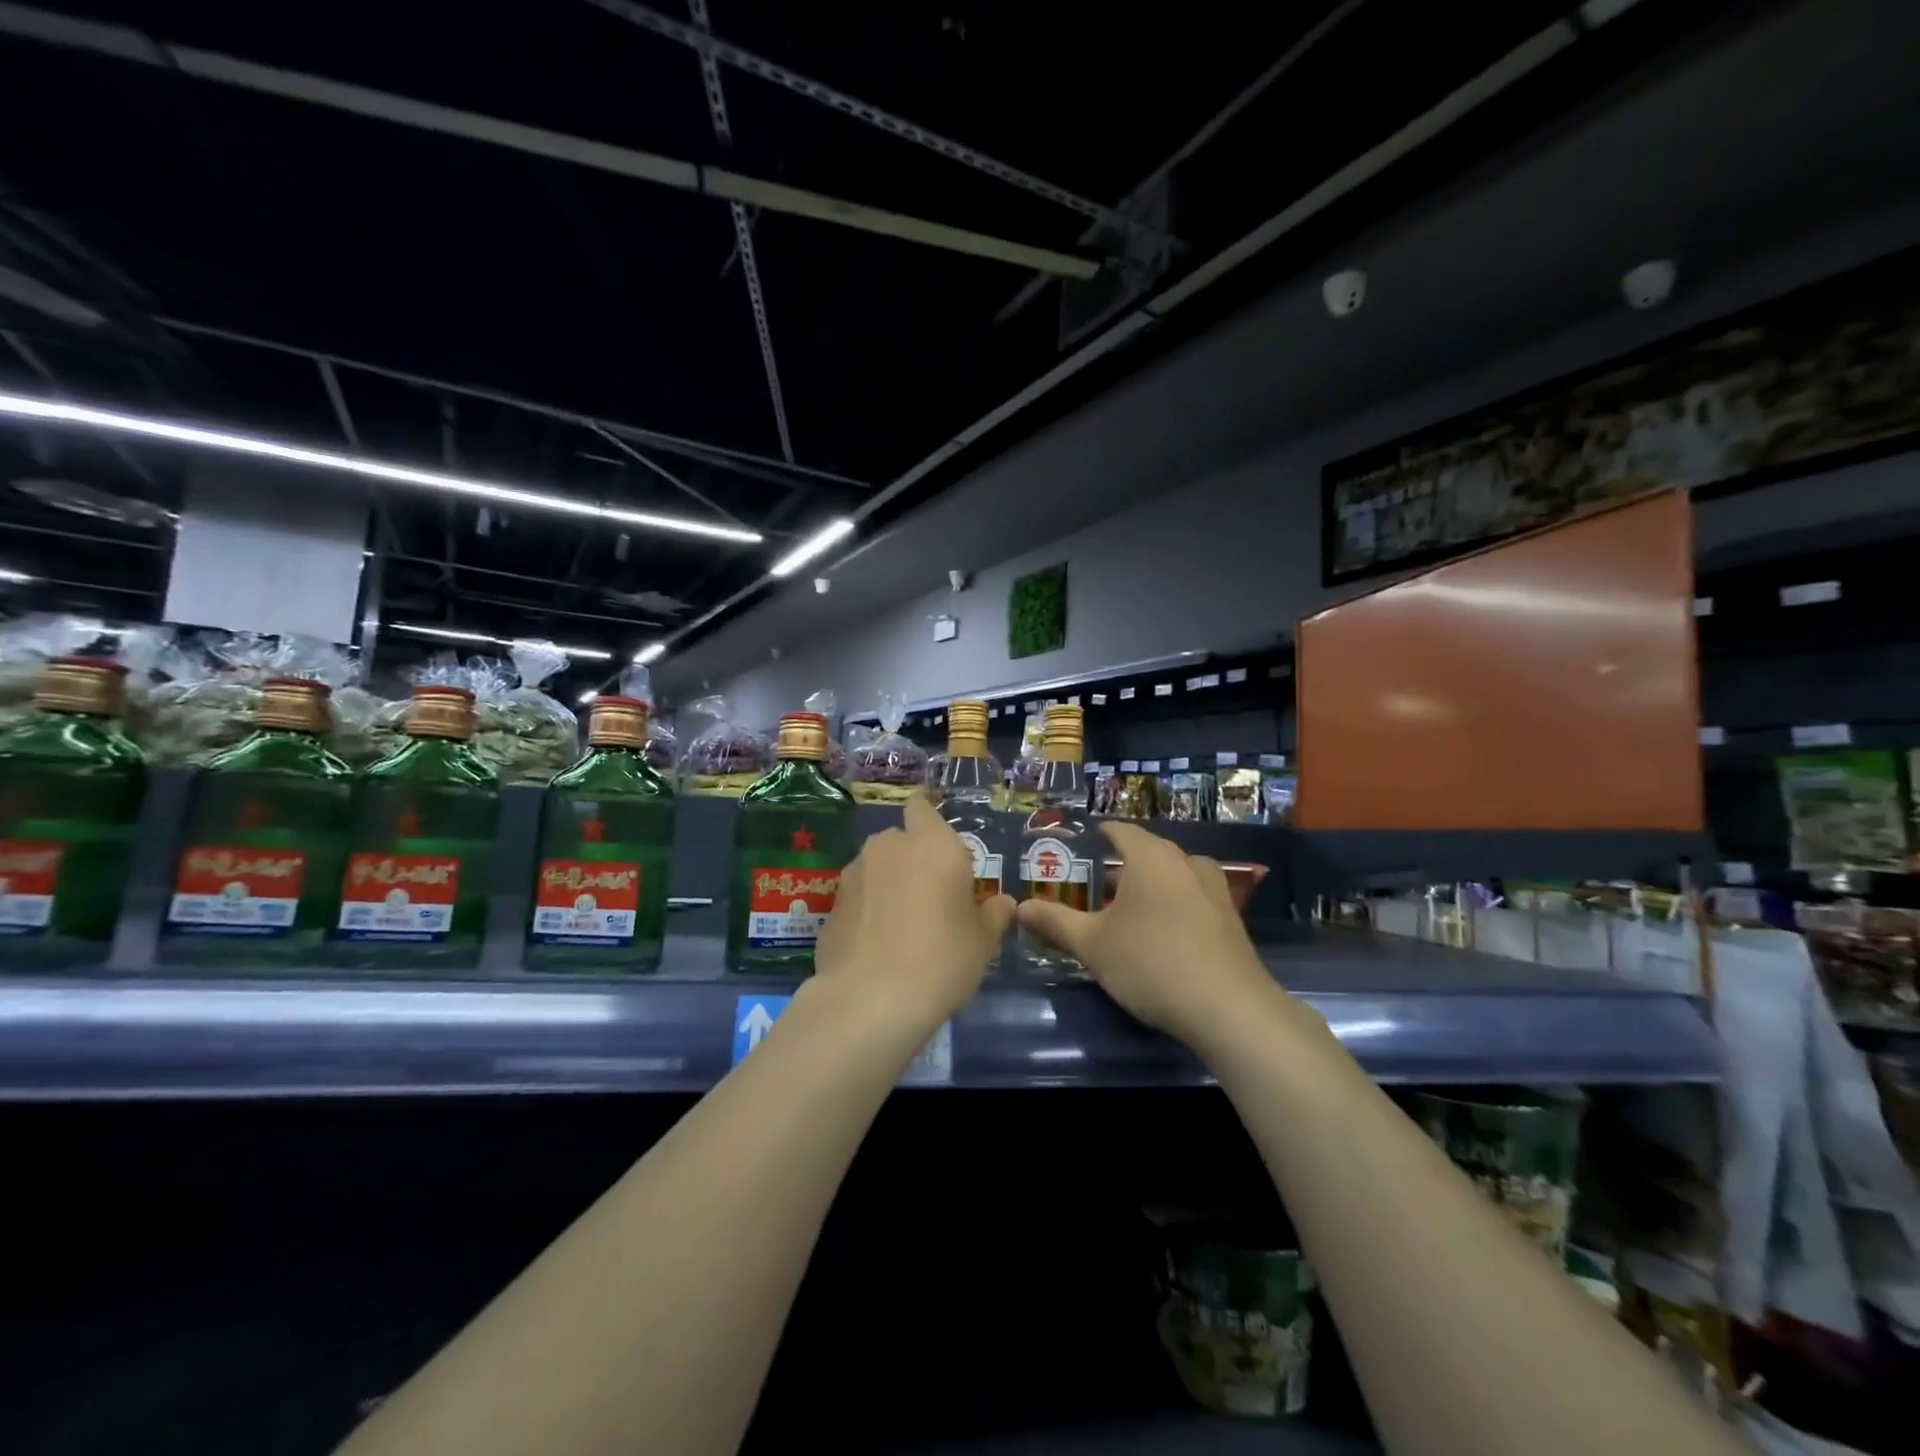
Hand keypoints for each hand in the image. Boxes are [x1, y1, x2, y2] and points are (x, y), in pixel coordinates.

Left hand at [813, 794, 1015, 1026]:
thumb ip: (993, 914)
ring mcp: (855, 872)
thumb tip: (1002, 903)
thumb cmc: (942, 959)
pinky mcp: (832, 902)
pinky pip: (858, 896)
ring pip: (876, 866)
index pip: (923, 807)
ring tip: (900, 924)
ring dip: (887, 883)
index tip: (940, 851)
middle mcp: (890, 846)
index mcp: (934, 843)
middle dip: (912, 859)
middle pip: (901, 840)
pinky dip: (867, 909)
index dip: (929, 823)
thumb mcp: (983, 941)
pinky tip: (876, 942)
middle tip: (930, 897)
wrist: (871, 999)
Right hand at [1015, 823, 1297, 1047]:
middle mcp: (1185, 861)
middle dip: (1118, 867)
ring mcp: (1214, 889)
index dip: (1096, 836)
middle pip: (1146, 852)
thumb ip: (1055, 922)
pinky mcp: (1230, 918)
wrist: (1229, 1009)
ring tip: (1123, 912)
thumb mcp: (1093, 945)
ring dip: (1148, 887)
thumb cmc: (1151, 963)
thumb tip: (1020, 908)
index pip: (1119, 830)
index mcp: (1151, 856)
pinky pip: (1191, 898)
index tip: (1076, 849)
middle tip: (1090, 889)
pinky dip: (1172, 906)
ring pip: (1171, 876)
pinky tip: (1159, 935)